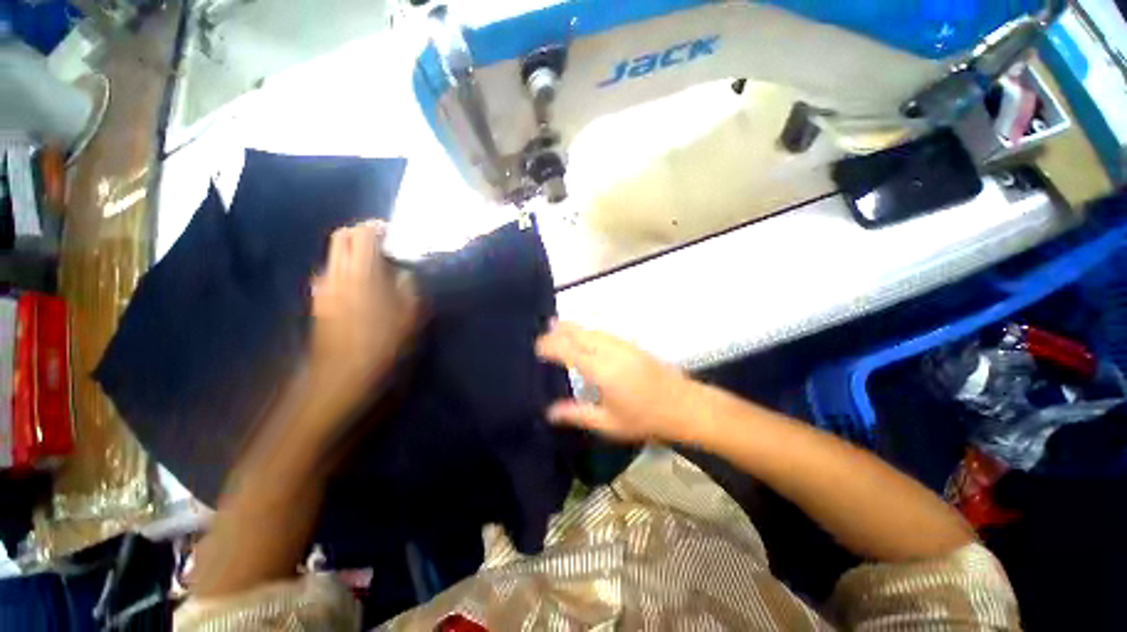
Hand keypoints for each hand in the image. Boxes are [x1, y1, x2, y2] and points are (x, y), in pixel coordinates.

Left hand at [309, 220, 419, 405]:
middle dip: (359, 232)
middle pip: (340, 237)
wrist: (343, 371)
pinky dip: (345, 267)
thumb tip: (401, 272)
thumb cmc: (383, 340)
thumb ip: (407, 285)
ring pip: (333, 254)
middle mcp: (337, 271)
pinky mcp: (319, 299)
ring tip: (373, 263)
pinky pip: (331, 272)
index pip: (362, 233)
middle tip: (381, 242)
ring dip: (351, 250)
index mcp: (362, 271)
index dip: (376, 227)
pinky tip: (360, 284)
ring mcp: (324, 285)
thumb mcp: (409, 312)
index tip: (391, 231)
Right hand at [535, 321, 700, 443]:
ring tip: (558, 326)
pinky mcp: (632, 346)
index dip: (551, 346)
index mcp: (602, 370)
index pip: (569, 351)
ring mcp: (623, 346)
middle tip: (543, 330)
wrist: (685, 406)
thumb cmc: (645, 419)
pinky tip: (585, 336)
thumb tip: (549, 411)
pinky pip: (604, 333)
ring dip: (574, 328)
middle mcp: (610, 351)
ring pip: (592, 330)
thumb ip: (577, 414)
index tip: (536, 347)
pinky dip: (588, 331)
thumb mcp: (608, 423)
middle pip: (580, 334)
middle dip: (560, 330)